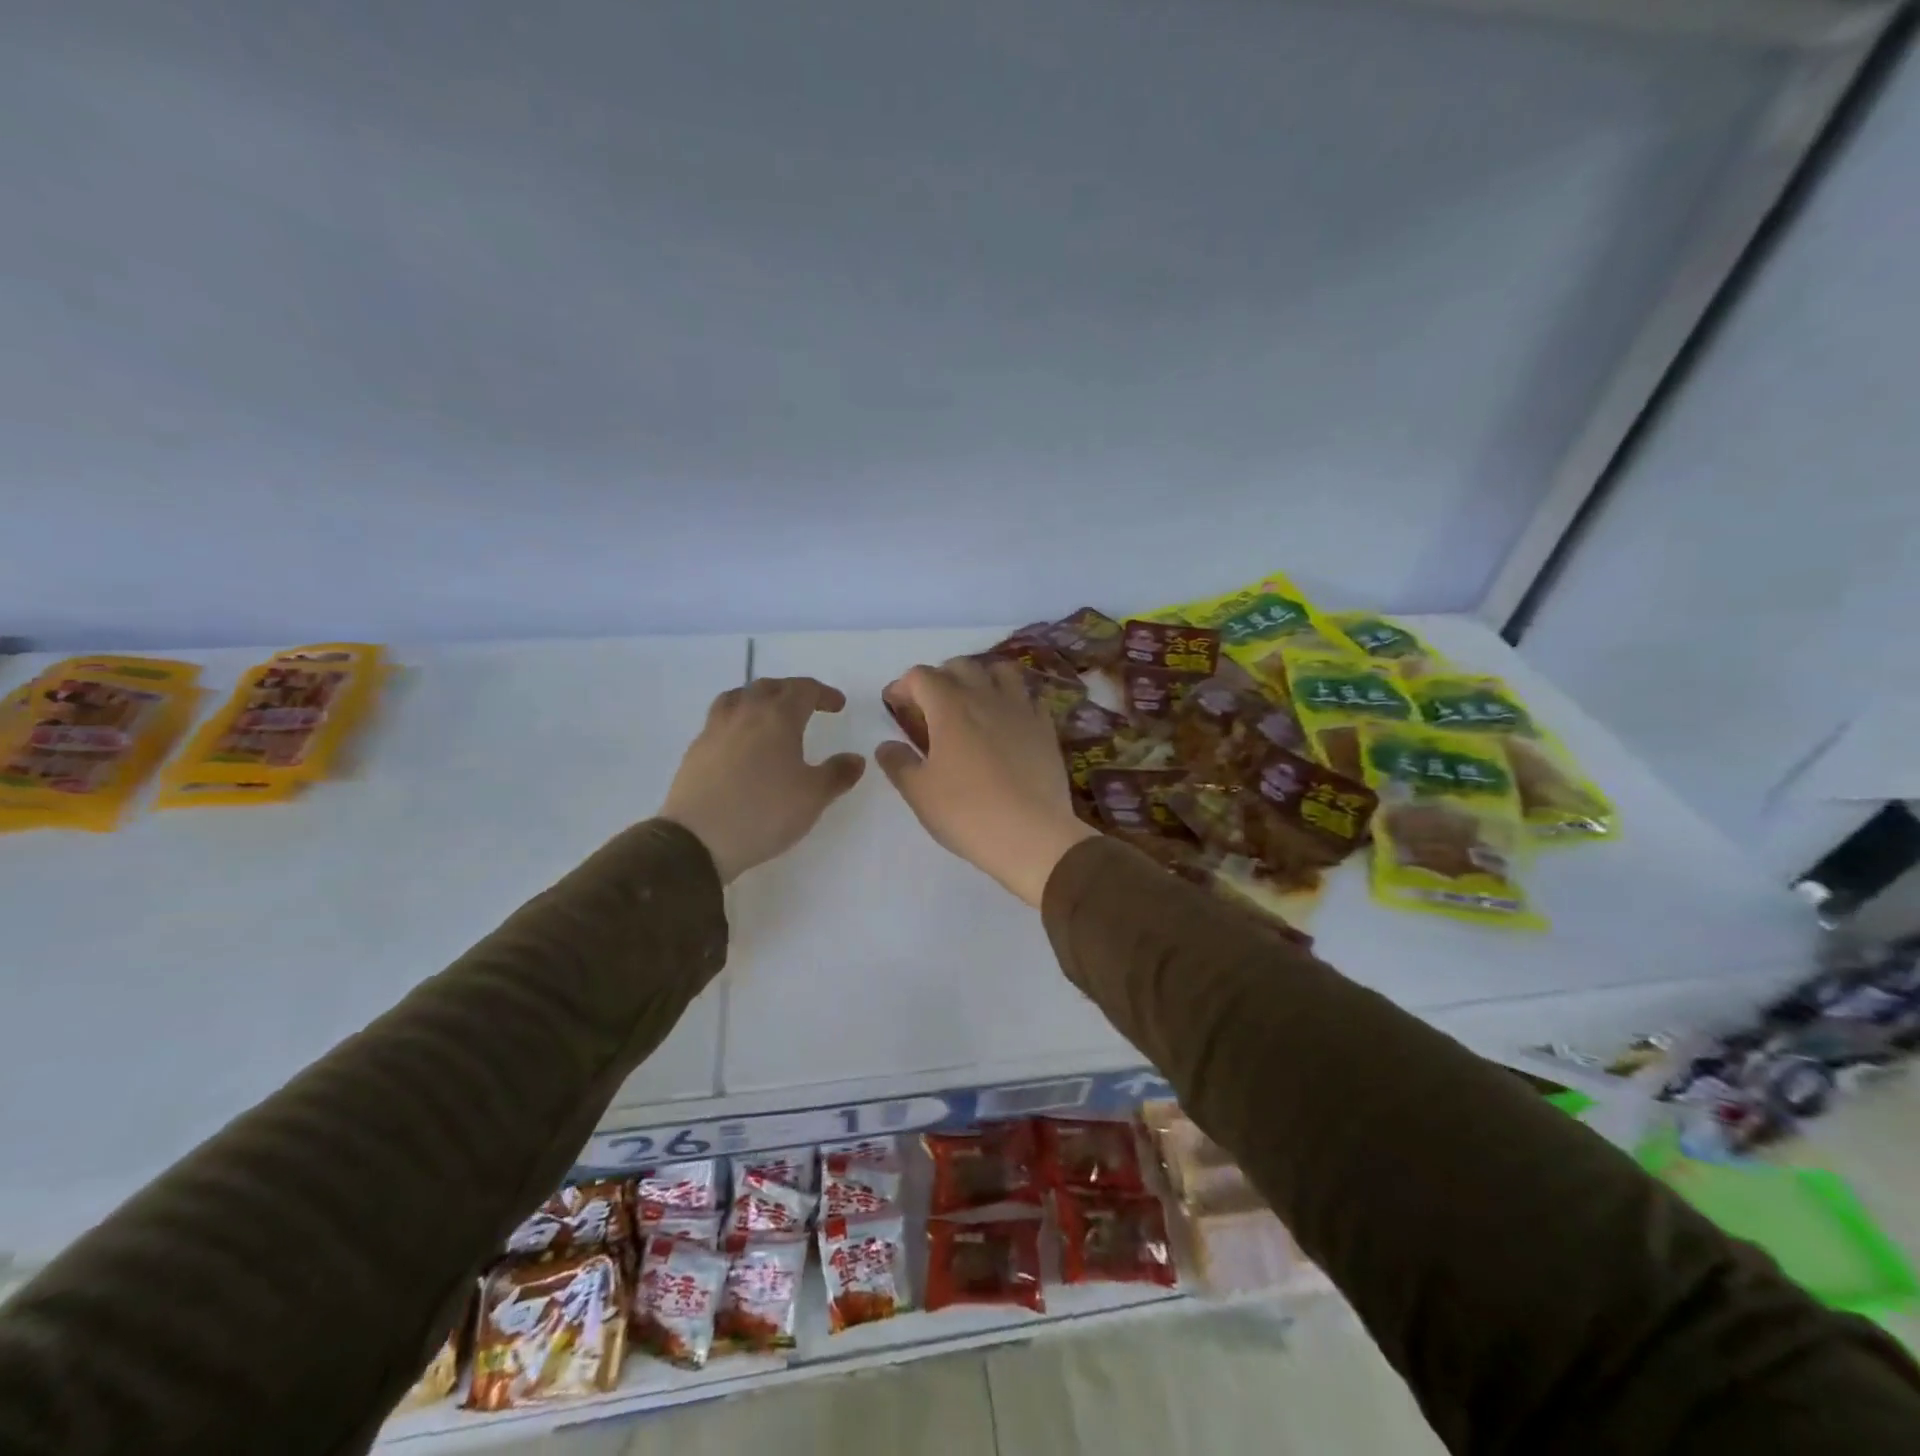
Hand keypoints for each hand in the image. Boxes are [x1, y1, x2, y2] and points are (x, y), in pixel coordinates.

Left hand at [661, 678, 865, 882]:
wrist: (697, 839)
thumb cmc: (764, 812)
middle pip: (769, 687)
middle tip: (807, 706)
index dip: (824, 693)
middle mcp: (745, 713)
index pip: (804, 690)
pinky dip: (738, 719)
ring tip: (769, 714)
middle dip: (792, 691)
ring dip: (759, 698)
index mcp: (778, 717)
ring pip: (739, 696)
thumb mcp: (813, 797)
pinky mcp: (696, 749)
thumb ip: (837, 774)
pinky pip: (721, 719)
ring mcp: (715, 729)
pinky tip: (742, 742)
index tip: (837, 705)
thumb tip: (856, 758)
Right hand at [876, 658, 1098, 906]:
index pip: (921, 676)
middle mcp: (986, 697)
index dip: (903, 686)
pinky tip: (1008, 722)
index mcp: (950, 707)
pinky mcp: (1046, 728)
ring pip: (1001, 672)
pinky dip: (1013, 700)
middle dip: (940, 677)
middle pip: (961, 666)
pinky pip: (1029, 698)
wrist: (1032, 836)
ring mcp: (1021, 709)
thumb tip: (887, 745)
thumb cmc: (967, 813)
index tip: (896, 706)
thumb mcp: (919, 793)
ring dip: (981, 678)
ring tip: (973, 703)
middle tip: (930, 706)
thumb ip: (898, 763)